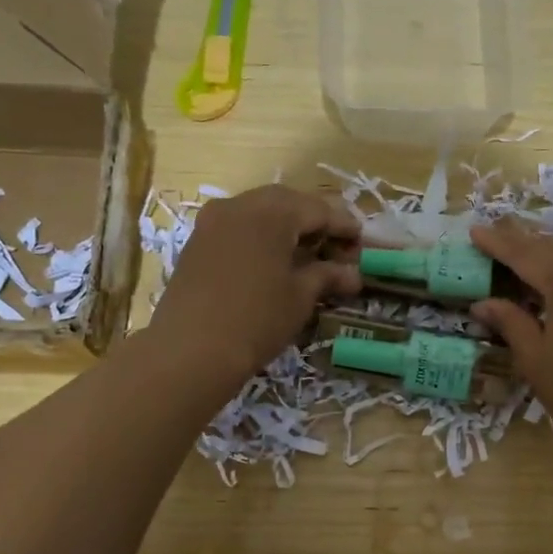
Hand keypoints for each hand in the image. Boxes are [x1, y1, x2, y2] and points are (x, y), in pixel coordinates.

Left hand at [150, 186, 361, 386]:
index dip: (344, 226)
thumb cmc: (257, 319)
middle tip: (336, 248)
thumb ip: (327, 276)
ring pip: (260, 212)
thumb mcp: (300, 297)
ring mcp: (213, 221)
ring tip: (307, 255)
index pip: (318, 209)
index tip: (362, 244)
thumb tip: (353, 274)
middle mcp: (240, 205)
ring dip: (286, 227)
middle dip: (314, 221)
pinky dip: (261, 236)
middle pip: (288, 203)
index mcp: (272, 212)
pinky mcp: (197, 241)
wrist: (190, 350)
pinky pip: (238, 227)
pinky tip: (273, 261)